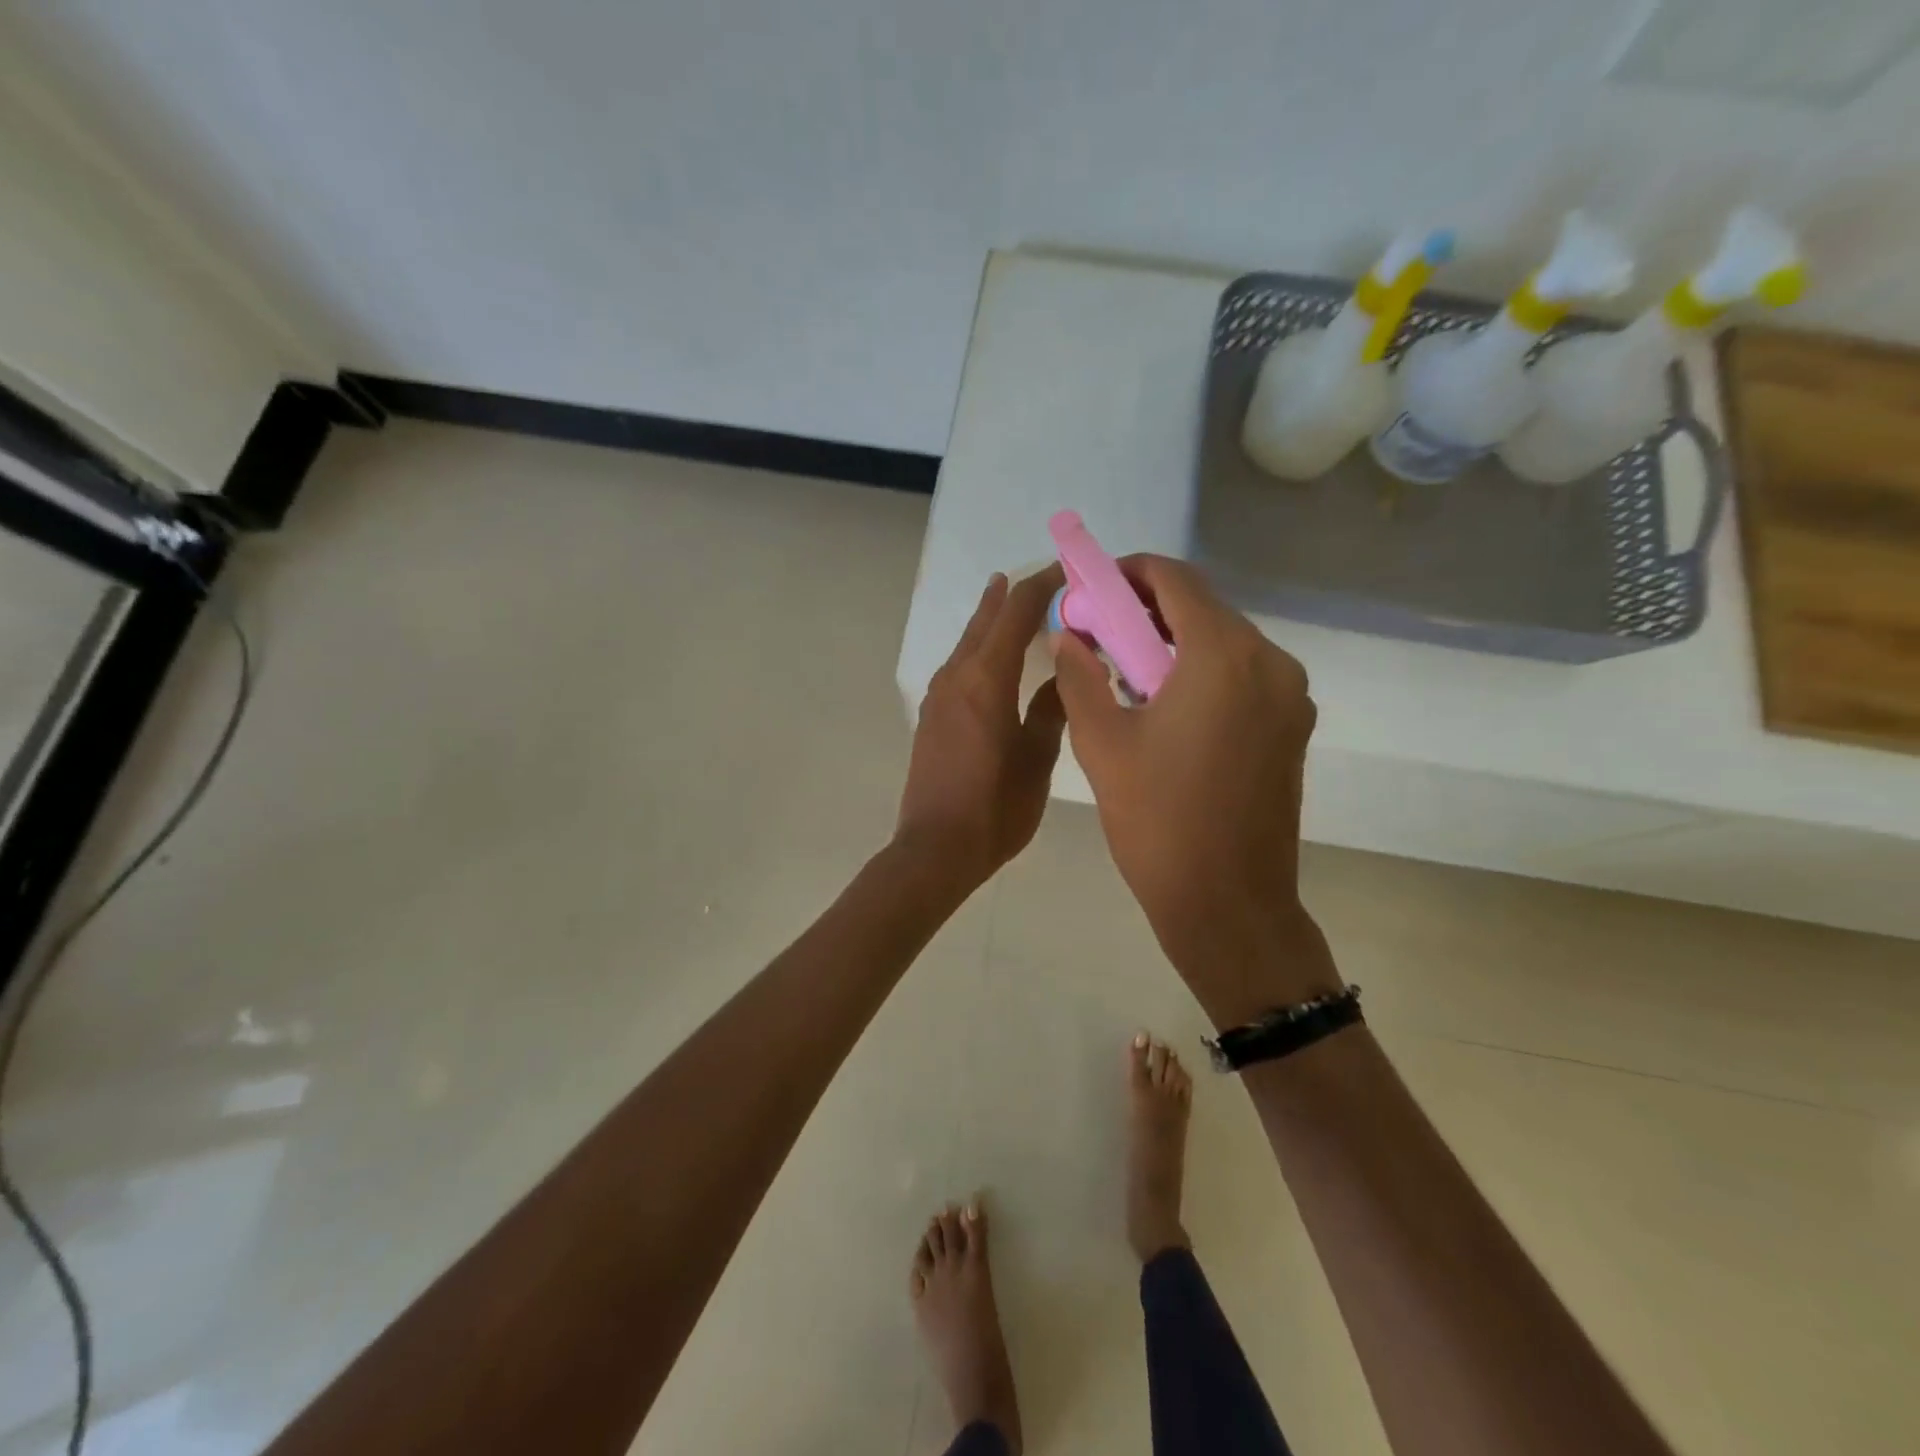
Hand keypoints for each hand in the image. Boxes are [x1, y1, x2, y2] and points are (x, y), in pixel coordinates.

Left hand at [895, 568, 1067, 895]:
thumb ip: (1051, 709)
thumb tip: (1064, 673)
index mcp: (987, 678)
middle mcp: (957, 676)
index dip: (1043, 585)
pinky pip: (958, 665)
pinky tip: (991, 656)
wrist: (936, 848)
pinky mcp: (931, 716)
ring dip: (991, 617)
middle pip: (986, 619)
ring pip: (968, 640)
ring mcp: (938, 695)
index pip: (1017, 613)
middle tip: (1042, 576)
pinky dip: (979, 646)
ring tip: (1010, 597)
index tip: (1068, 570)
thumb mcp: (1037, 759)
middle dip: (1013, 593)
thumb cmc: (995, 808)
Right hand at [1049, 555, 1338, 1024]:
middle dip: (1146, 610)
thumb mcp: (1102, 743)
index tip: (1091, 592)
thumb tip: (1066, 636)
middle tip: (1099, 634)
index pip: (1173, 579)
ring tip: (1126, 673)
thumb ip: (1080, 676)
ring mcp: (1290, 695)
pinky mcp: (1292, 726)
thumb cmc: (1158, 821)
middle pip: (1202, 607)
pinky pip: (1243, 676)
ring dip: (1174, 643)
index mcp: (1223, 655)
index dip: (1127, 573)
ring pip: (1224, 642)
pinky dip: (1202, 672)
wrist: (1228, 904)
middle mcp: (1269, 661)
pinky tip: (1166, 705)